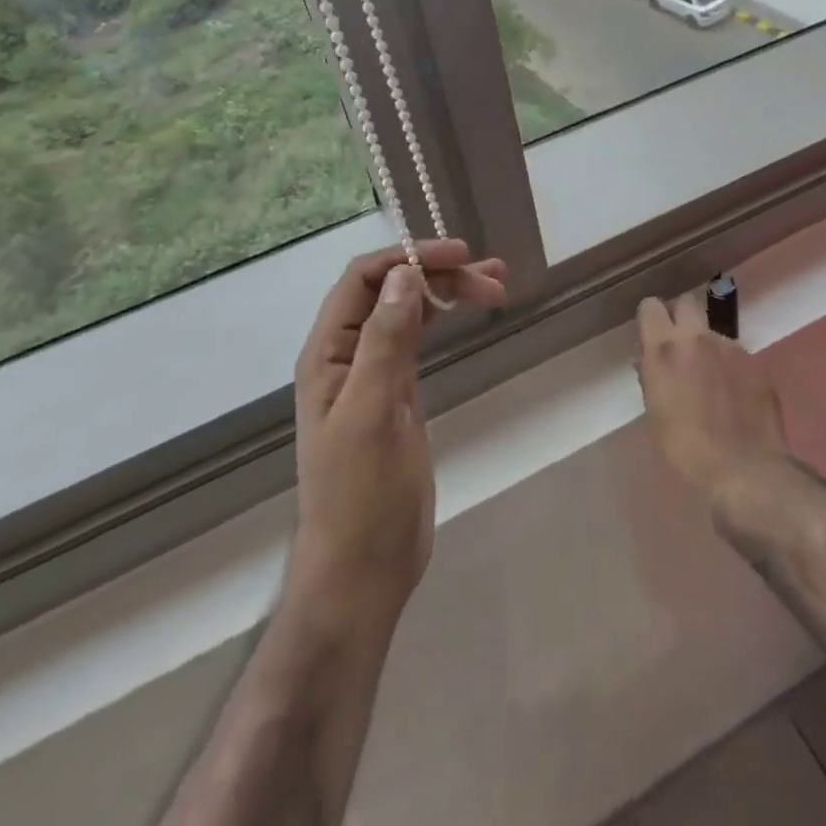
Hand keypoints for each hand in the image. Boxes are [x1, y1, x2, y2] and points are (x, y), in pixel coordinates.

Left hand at [289, 240, 507, 626]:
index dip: (408, 257)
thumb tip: (405, 274)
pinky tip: (469, 311)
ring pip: (410, 312)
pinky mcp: (398, 394)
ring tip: (498, 282)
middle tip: (494, 277)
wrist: (363, 571)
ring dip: (448, 291)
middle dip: (439, 274)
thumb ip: (385, 341)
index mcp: (328, 353)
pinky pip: (419, 340)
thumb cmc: (360, 495)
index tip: (460, 254)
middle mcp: (348, 354)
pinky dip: (445, 320)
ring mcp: (374, 373)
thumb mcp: (372, 413)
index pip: (363, 279)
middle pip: (392, 291)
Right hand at [635, 295, 787, 500]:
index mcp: (665, 349)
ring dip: (709, 347)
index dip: (651, 317)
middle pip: (686, 303)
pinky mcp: (757, 362)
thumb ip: (653, 378)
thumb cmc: (687, 448)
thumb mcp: (656, 414)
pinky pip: (737, 354)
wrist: (745, 468)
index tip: (652, 333)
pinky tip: (736, 395)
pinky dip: (733, 367)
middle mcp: (697, 338)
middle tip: (681, 346)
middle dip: (682, 317)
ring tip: (714, 380)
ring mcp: (731, 347)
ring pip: (714, 332)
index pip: (651, 306)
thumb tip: (649, 363)